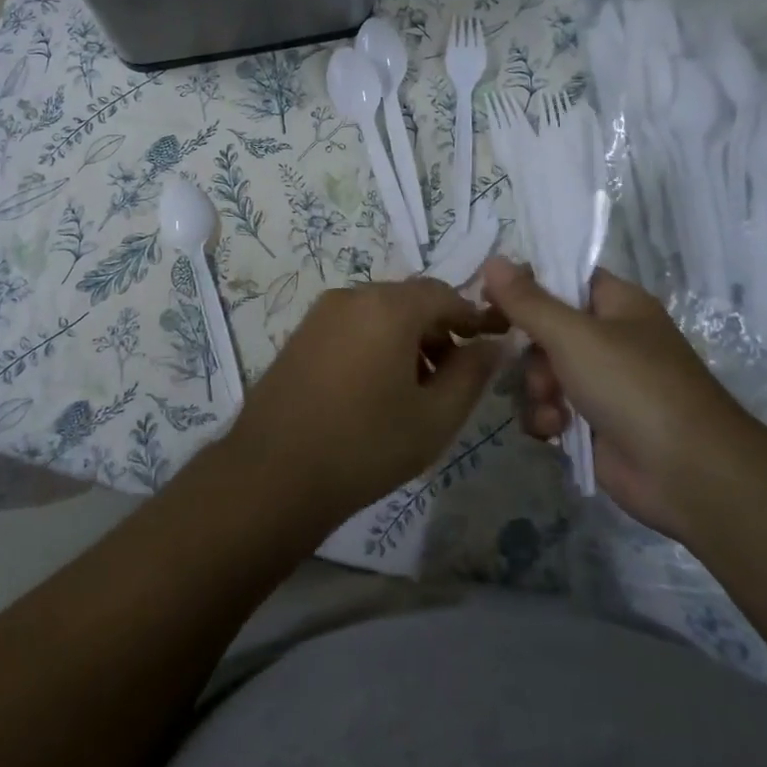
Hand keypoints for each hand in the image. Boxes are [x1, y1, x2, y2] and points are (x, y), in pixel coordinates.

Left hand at [230, 278, 507, 524]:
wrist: (274, 472)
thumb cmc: (366, 444)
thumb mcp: (435, 417)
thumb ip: (471, 374)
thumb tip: (492, 345)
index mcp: (388, 306)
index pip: (443, 294)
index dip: (471, 318)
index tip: (488, 347)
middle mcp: (352, 296)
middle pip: (409, 301)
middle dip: (438, 331)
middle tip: (452, 379)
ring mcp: (321, 314)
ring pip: (379, 313)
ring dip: (407, 339)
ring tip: (416, 391)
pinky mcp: (300, 334)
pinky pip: (352, 326)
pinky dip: (375, 344)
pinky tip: (376, 390)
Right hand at [480, 257, 756, 536]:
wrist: (689, 475)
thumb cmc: (634, 386)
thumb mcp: (573, 335)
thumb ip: (527, 301)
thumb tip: (492, 261)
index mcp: (617, 304)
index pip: (562, 278)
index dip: (526, 285)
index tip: (490, 297)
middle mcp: (610, 338)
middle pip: (545, 328)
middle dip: (531, 351)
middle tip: (530, 363)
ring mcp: (602, 383)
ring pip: (542, 372)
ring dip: (536, 389)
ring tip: (552, 407)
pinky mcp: (594, 424)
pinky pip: (551, 408)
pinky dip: (547, 418)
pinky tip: (556, 431)